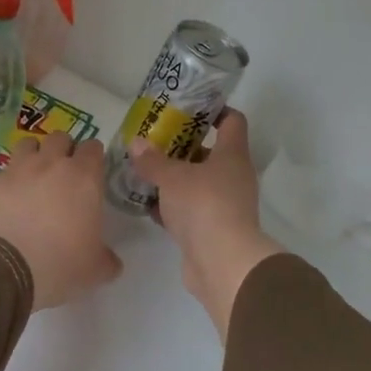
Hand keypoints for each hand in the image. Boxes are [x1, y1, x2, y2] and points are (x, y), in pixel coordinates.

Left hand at [0, 132, 122, 310]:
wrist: (3, 266)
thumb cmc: (59, 263)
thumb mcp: (94, 270)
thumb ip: (106, 259)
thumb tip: (111, 262)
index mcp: (83, 177)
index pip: (93, 147)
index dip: (93, 157)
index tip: (92, 172)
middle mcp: (51, 164)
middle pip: (60, 138)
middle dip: (64, 150)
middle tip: (64, 174)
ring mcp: (18, 169)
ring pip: (28, 144)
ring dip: (34, 154)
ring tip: (34, 177)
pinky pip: (3, 172)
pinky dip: (7, 180)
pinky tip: (7, 200)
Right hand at [127, 110, 283, 338]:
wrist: (222, 264)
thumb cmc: (204, 206)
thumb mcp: (172, 177)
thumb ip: (152, 160)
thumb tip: (136, 143)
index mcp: (232, 155)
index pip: (232, 121)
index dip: (214, 110)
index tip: (189, 106)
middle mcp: (233, 177)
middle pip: (210, 152)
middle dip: (183, 145)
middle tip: (155, 138)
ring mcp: (225, 205)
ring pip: (198, 182)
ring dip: (175, 177)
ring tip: (145, 168)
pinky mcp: (212, 229)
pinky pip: (190, 209)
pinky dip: (172, 205)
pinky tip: (147, 203)